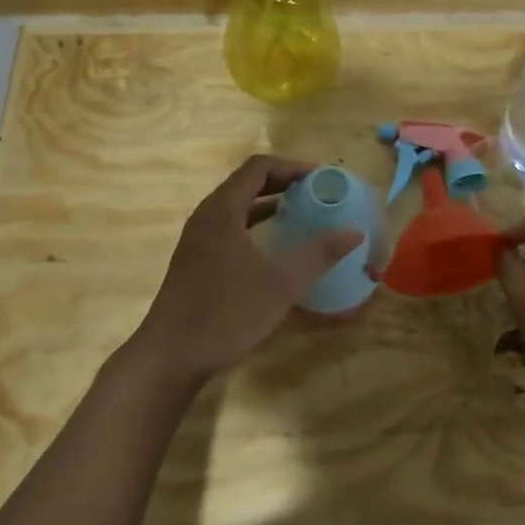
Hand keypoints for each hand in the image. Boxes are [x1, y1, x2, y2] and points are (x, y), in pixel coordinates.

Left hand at [133, 155, 362, 388]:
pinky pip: (230, 225)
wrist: (170, 357)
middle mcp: (207, 215)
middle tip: (317, 194)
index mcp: (223, 210)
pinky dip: (255, 222)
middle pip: (247, 182)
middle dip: (284, 183)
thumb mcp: (280, 285)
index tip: (321, 179)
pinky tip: (275, 244)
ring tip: (302, 213)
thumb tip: (354, 232)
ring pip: (237, 204)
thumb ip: (318, 254)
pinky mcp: (195, 258)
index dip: (292, 167)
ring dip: (269, 202)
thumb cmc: (225, 314)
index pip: (259, 167)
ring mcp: (197, 238)